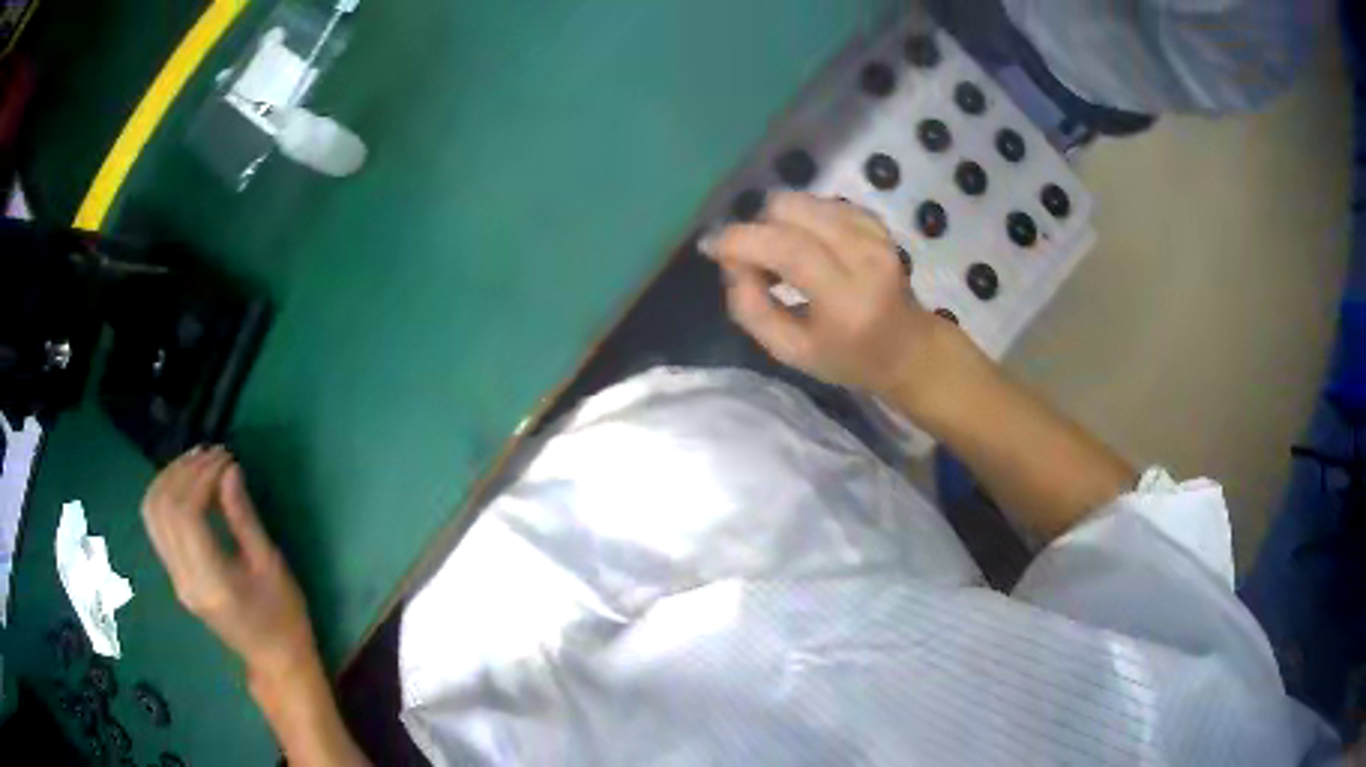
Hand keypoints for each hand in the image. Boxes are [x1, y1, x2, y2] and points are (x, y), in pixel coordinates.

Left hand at [141, 447, 315, 679]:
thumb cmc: (283, 617)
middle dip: (184, 471)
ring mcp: (175, 578)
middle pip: (162, 508)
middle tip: (213, 454)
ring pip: (152, 513)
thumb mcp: (271, 566)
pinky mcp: (174, 575)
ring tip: (197, 461)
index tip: (226, 458)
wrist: (274, 661)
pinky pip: (156, 525)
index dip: (201, 477)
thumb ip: (243, 517)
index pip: (185, 514)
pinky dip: (166, 495)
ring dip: (170, 478)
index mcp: (209, 581)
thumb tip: (229, 470)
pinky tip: (187, 484)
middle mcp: (183, 579)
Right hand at [703, 192, 944, 397]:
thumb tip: (731, 263)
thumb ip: (751, 309)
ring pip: (804, 201)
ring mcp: (875, 234)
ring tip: (780, 255)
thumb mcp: (790, 352)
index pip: (786, 249)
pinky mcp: (876, 222)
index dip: (740, 240)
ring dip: (778, 222)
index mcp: (846, 299)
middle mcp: (865, 257)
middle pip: (791, 210)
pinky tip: (805, 244)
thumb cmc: (847, 358)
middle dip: (758, 228)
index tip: (710, 246)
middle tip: (755, 261)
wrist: (907, 348)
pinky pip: (822, 202)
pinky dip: (801, 218)